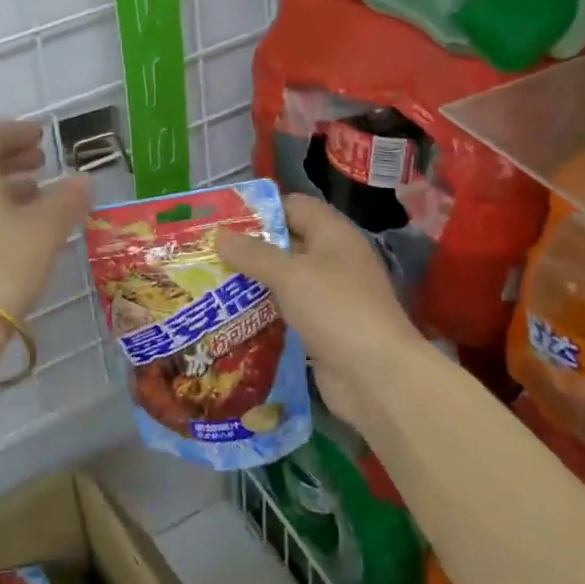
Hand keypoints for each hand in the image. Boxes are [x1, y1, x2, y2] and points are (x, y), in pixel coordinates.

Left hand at [0, 121, 92, 334]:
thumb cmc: (1, 264)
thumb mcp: (44, 229)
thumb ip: (66, 200)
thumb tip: (83, 179)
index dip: (15, 131)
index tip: (42, 135)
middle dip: (12, 157)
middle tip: (42, 160)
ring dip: (9, 186)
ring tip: (41, 194)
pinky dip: (3, 212)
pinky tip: (27, 231)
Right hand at [216, 194, 421, 436]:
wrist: (377, 377)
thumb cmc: (336, 310)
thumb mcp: (289, 275)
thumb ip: (252, 254)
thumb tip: (218, 234)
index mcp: (333, 234)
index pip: (294, 206)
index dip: (261, 209)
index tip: (223, 218)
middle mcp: (333, 259)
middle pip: (286, 242)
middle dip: (249, 247)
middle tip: (207, 251)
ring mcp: (329, 295)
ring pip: (284, 278)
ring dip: (253, 281)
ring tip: (211, 281)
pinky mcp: (322, 327)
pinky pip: (287, 309)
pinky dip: (263, 310)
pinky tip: (232, 314)